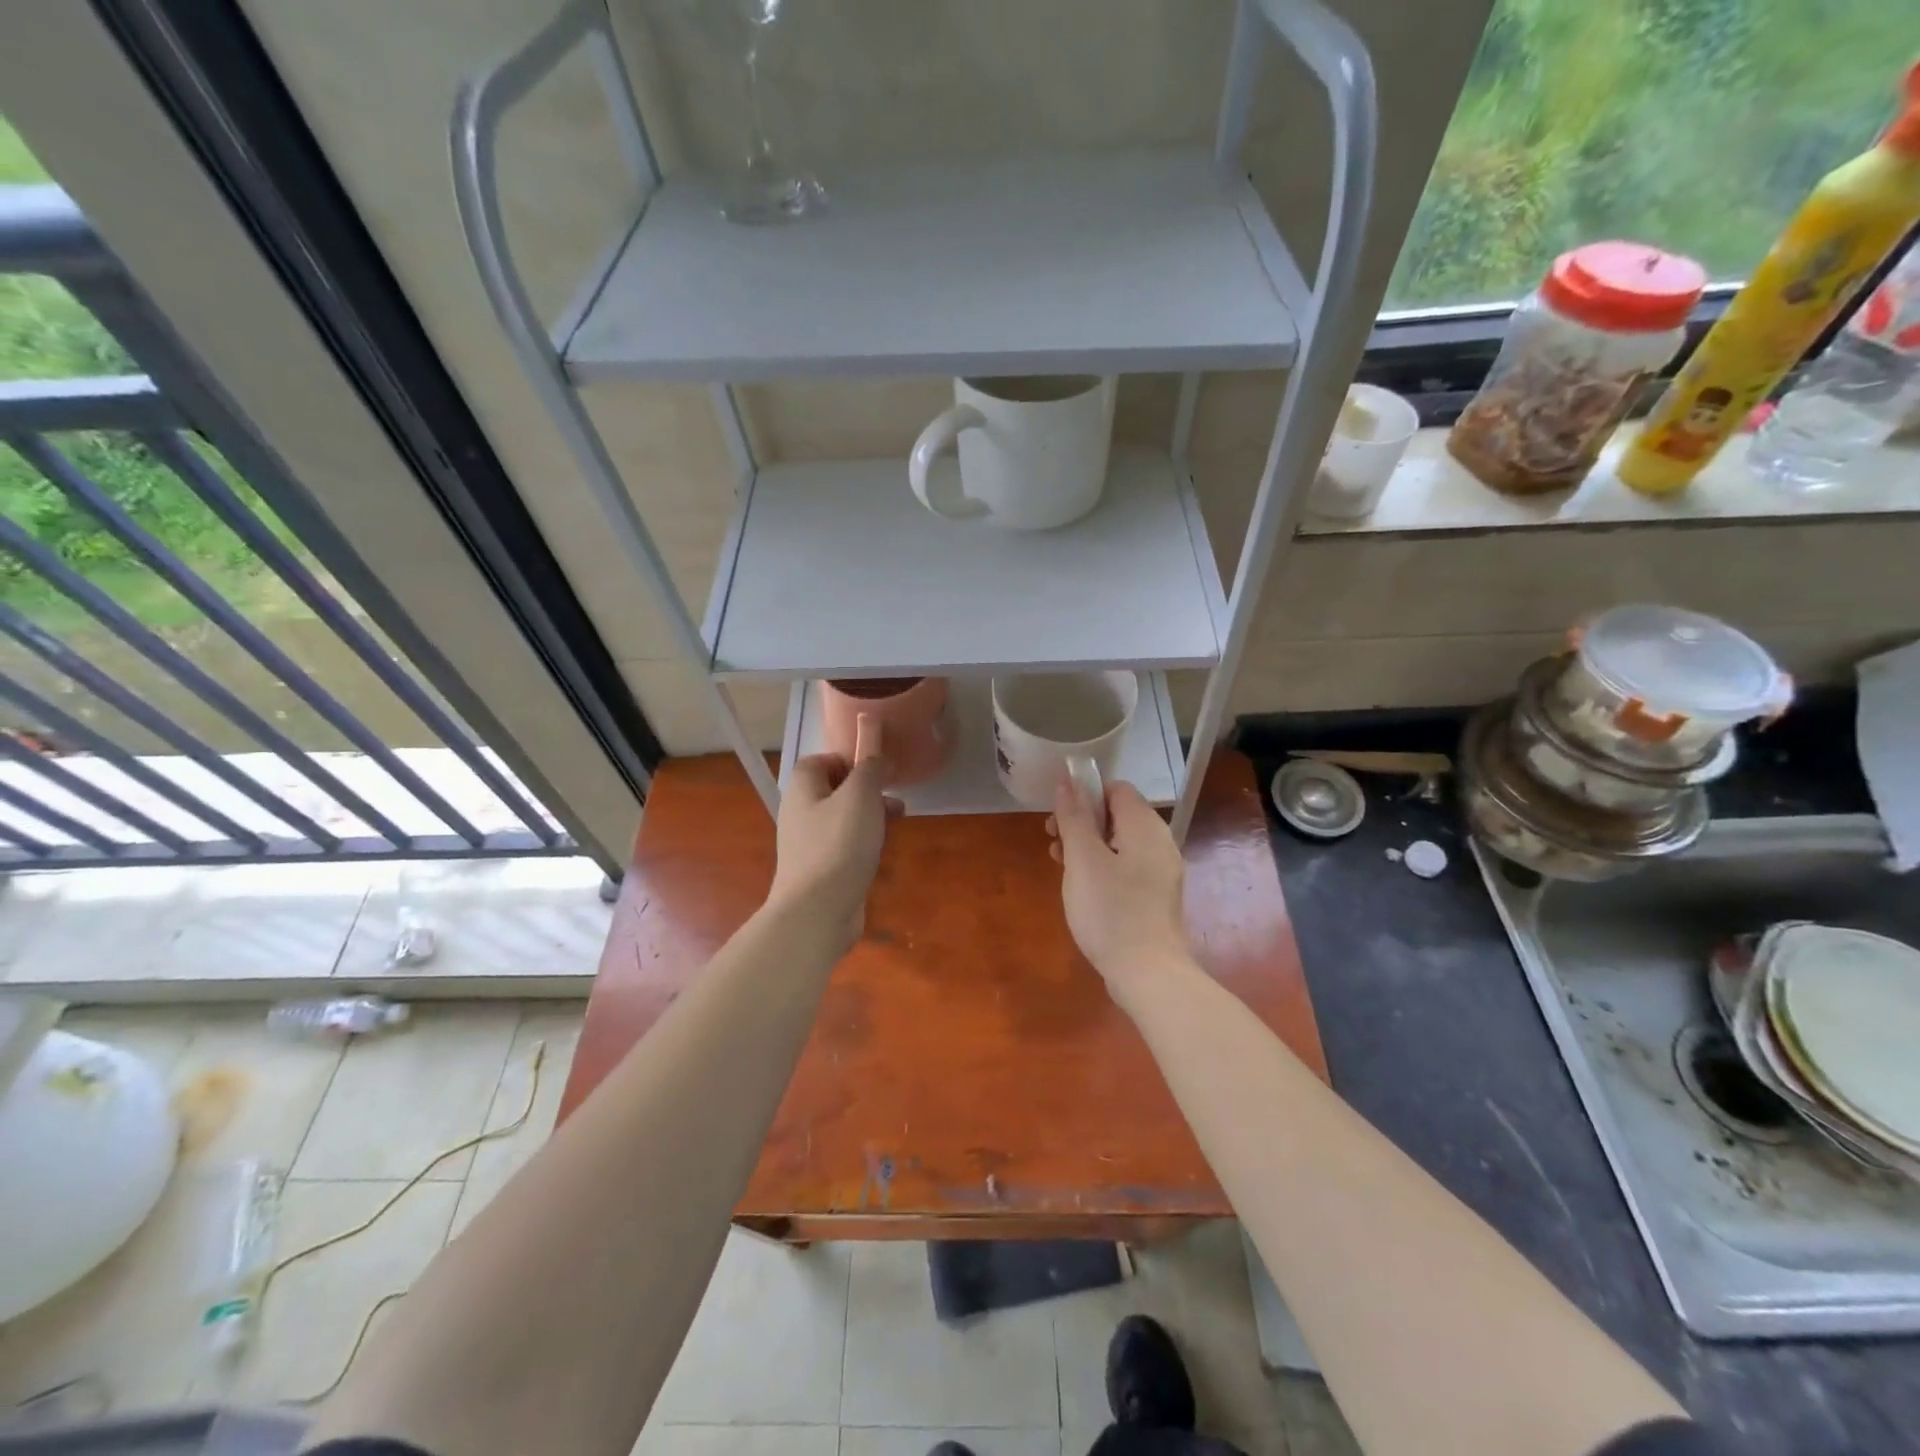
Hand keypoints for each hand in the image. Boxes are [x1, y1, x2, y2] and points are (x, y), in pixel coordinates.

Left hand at [769, 753, 901, 949]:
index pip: (820, 760)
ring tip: (897, 823)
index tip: (875, 771)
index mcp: (802, 789)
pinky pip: (845, 846)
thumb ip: (870, 770)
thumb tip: (877, 760)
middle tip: (893, 800)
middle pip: (835, 790)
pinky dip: (865, 844)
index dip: (848, 760)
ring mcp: (809, 844)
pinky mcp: (821, 870)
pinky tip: (882, 852)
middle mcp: (800, 813)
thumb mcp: (861, 796)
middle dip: (868, 791)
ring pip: (844, 819)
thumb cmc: (838, 844)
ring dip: (872, 817)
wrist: (818, 910)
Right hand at [1047, 776, 1189, 1006]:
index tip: (1058, 815)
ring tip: (1060, 864)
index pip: (1116, 789)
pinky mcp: (1156, 897)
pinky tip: (1082, 887)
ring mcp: (1161, 872)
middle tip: (1052, 840)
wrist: (1149, 974)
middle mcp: (1160, 843)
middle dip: (1082, 821)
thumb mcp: (1083, 860)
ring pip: (1120, 843)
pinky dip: (1103, 867)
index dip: (1085, 793)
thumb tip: (1067, 779)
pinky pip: (1127, 867)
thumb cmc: (1111, 911)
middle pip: (1118, 815)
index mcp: (1145, 826)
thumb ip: (1074, 817)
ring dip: (1088, 845)